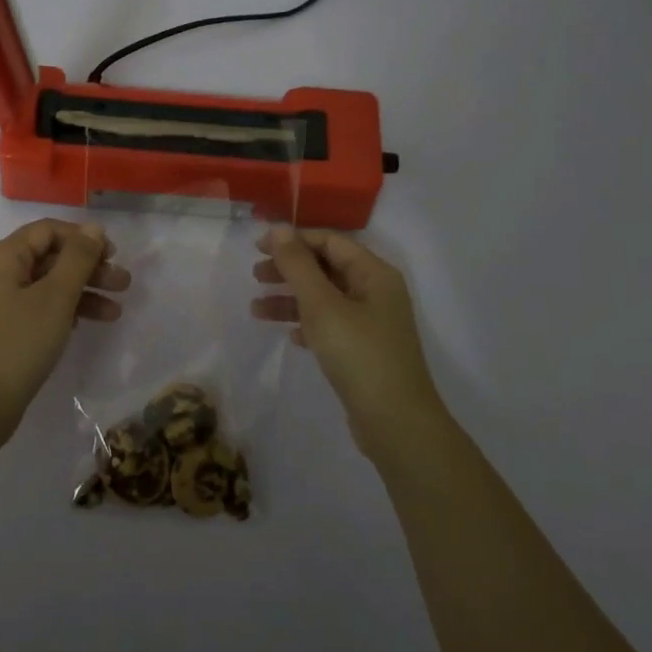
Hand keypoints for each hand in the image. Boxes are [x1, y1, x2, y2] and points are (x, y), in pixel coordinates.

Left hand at [0, 219, 129, 447]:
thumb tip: (93, 229)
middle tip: (123, 285)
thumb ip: (78, 258)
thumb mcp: (56, 296)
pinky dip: (61, 312)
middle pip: (47, 258)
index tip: (113, 255)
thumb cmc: (18, 343)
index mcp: (1, 256)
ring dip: (80, 293)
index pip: (47, 231)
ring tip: (115, 312)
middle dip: (88, 269)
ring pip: (44, 286)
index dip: (83, 238)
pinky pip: (34, 308)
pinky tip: (85, 325)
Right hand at [252, 225, 445, 459]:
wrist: (396, 423)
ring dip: (291, 299)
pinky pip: (331, 325)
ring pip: (325, 299)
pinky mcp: (365, 351)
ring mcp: (372, 323)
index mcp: (374, 274)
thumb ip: (298, 265)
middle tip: (255, 276)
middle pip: (326, 268)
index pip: (330, 242)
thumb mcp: (322, 305)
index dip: (293, 241)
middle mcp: (377, 292)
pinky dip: (307, 324)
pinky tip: (290, 335)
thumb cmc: (359, 354)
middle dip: (289, 270)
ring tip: (257, 310)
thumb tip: (278, 228)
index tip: (257, 248)